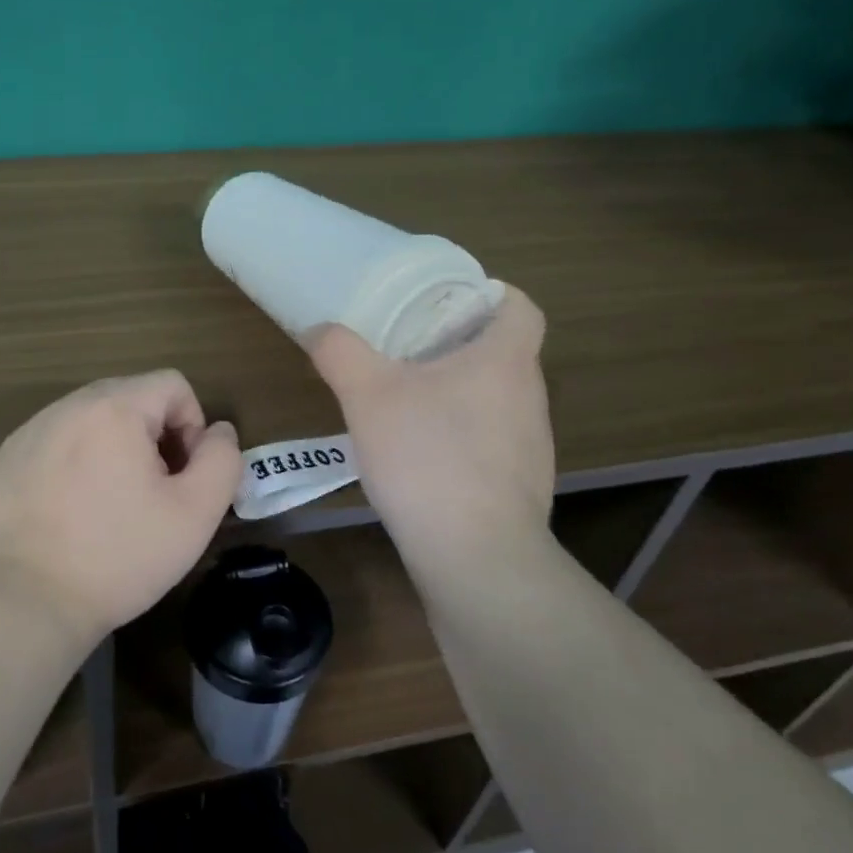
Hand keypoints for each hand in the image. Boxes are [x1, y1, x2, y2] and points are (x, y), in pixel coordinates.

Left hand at [0, 371, 241, 643]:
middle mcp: (69, 405)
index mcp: (114, 407)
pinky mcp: (8, 457)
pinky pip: (60, 441)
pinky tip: (74, 512)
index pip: (172, 385)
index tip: (183, 477)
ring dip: (116, 448)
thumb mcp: (195, 514)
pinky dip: (78, 463)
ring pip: (95, 419)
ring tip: (113, 504)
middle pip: (133, 398)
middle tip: (153, 493)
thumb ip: (222, 460)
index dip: (193, 426)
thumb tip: (219, 431)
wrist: (25, 603)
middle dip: (155, 437)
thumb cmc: (118, 556)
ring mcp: (32, 430)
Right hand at [305, 285, 554, 565]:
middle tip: (410, 347)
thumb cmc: (428, 457)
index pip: (520, 307)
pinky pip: (492, 442)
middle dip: (460, 344)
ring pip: (498, 399)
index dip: (490, 294)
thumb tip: (321, 330)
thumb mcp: (367, 395)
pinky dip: (463, 436)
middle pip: (505, 351)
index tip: (448, 301)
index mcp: (506, 360)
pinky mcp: (521, 486)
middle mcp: (530, 396)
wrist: (475, 558)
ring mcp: (531, 446)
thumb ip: (340, 352)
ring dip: (460, 392)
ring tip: (409, 401)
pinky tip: (423, 457)